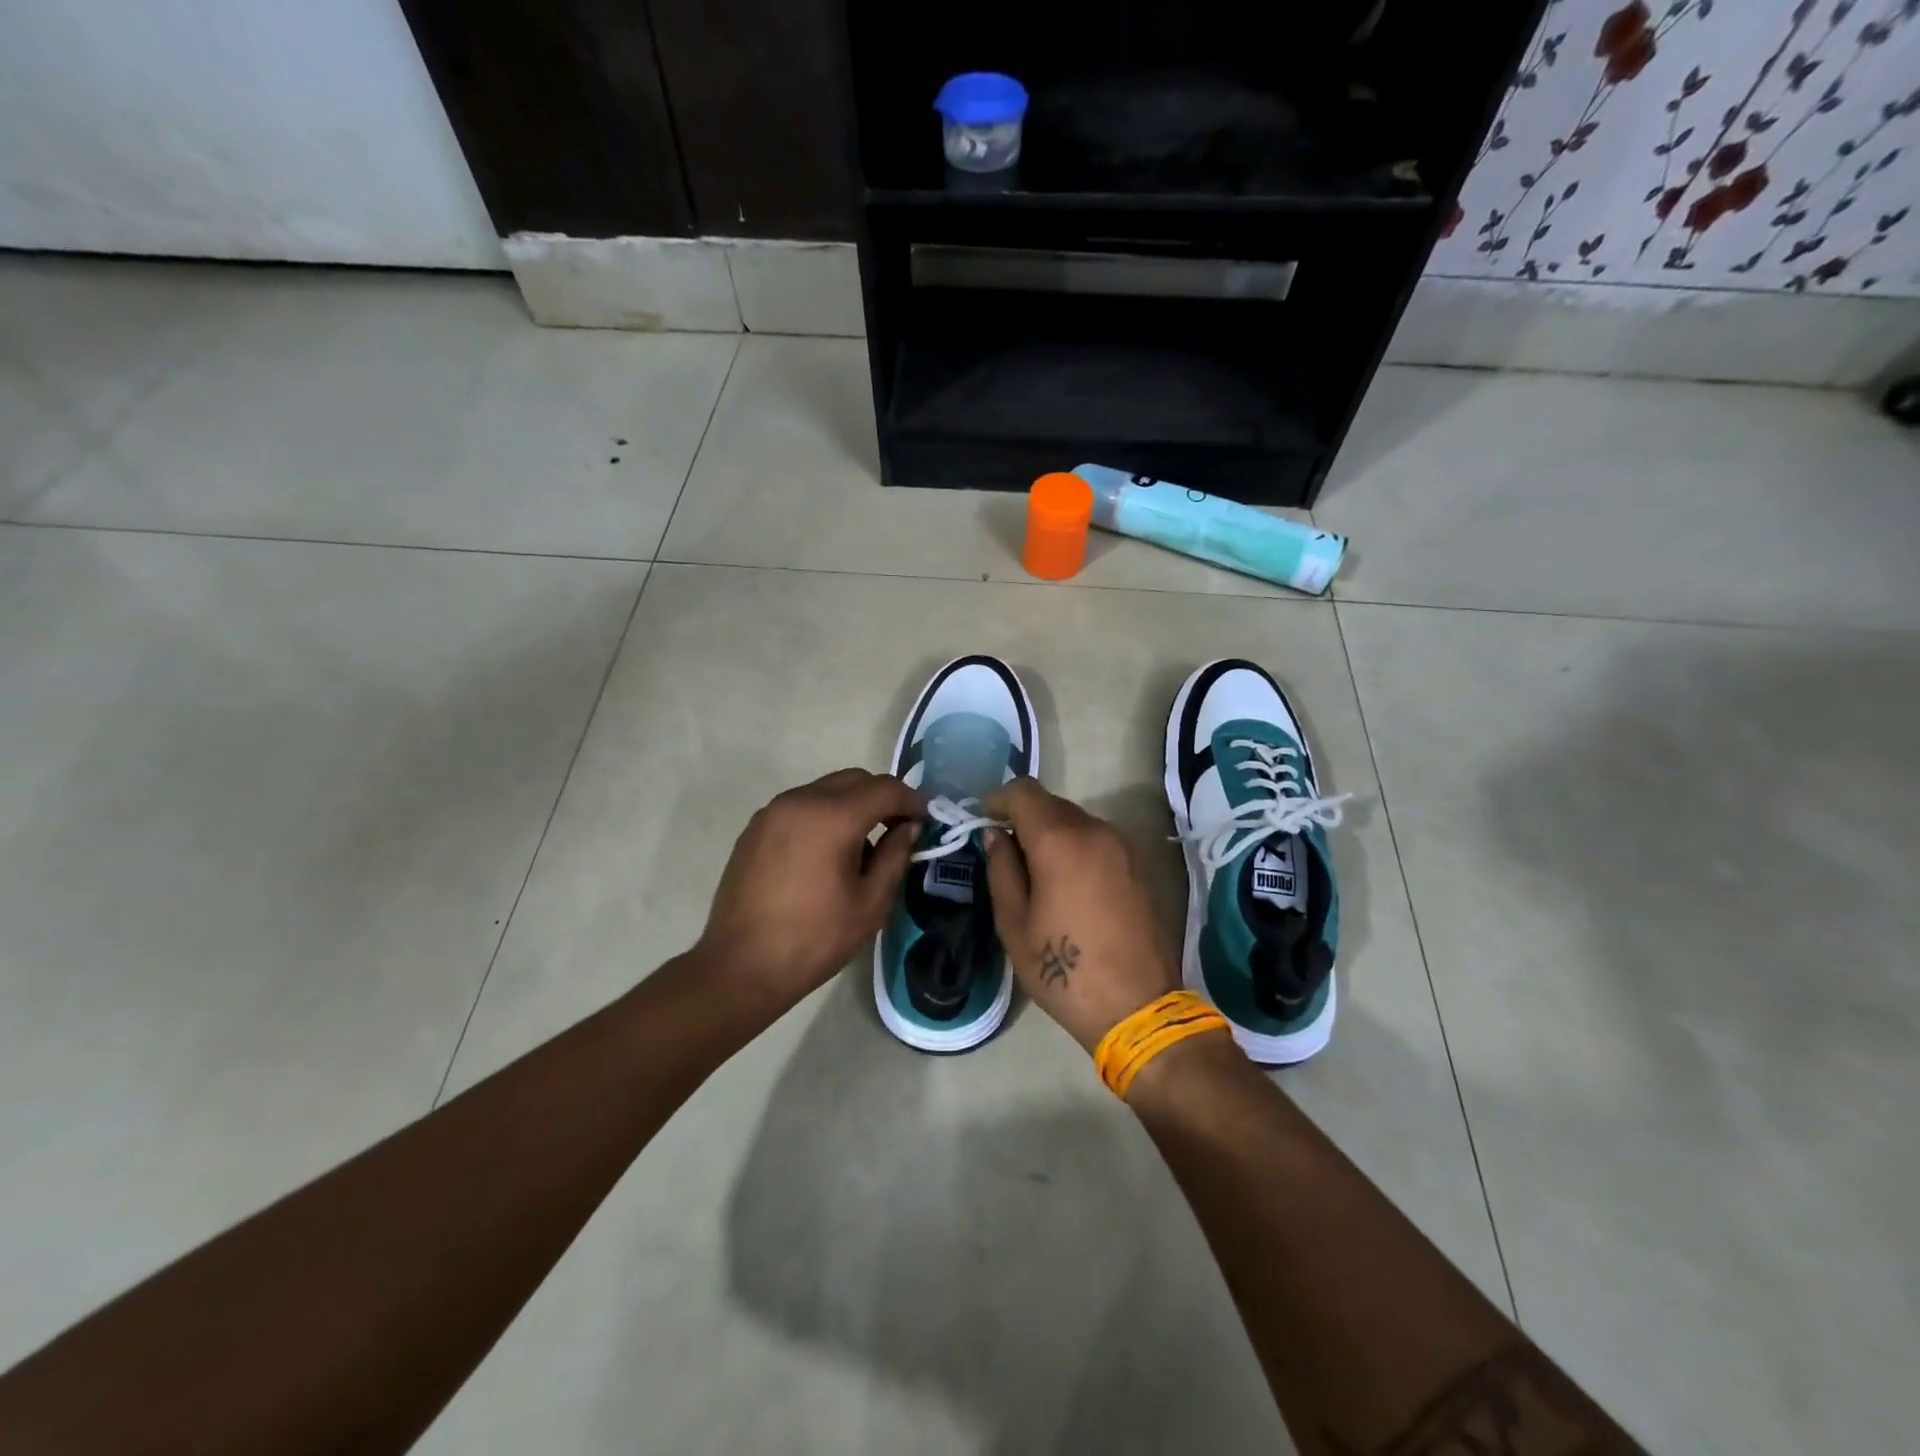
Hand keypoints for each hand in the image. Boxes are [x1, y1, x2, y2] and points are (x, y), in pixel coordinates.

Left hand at [698, 769, 921, 1014]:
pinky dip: (824, 815)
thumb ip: (896, 856)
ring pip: (826, 789)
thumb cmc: (814, 939)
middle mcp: (800, 801)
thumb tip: (910, 828)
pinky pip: (801, 806)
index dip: (912, 801)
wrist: (741, 966)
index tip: (926, 821)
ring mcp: (772, 811)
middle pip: (854, 780)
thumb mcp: (870, 904)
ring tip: (862, 846)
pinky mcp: (755, 828)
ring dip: (852, 805)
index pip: (885, 789)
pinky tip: (827, 853)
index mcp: (832, 817)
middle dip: (882, 798)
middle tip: (899, 830)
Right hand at [982, 779, 1179, 1052]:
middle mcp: (1095, 830)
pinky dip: (1076, 847)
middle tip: (1006, 852)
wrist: (1138, 1007)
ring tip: (1037, 873)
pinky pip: (1097, 840)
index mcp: (1060, 840)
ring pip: (1076, 821)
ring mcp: (1123, 846)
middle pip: (1050, 803)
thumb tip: (996, 835)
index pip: (1023, 791)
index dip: (997, 800)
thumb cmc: (1064, 970)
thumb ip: (1001, 869)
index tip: (983, 823)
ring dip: (1051, 833)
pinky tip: (1069, 884)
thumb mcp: (1014, 923)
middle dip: (1024, 818)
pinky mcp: (1139, 864)